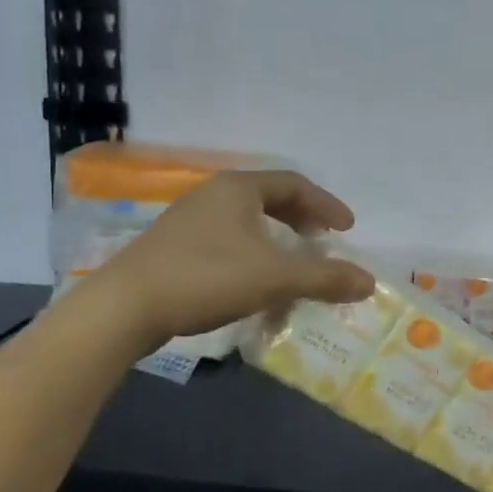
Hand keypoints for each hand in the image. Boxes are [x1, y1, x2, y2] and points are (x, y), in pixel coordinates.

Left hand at [89, 169, 374, 348]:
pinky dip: (252, 251)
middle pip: (269, 197)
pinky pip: (226, 238)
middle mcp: (213, 194)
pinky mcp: (171, 246)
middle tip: (322, 240)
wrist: (123, 308)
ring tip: (291, 260)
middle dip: (301, 218)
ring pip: (246, 219)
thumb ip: (324, 278)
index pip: (294, 184)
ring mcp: (187, 219)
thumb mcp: (274, 277)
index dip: (326, 205)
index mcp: (238, 188)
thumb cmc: (206, 278)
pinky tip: (252, 279)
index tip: (347, 228)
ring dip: (276, 236)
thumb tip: (369, 282)